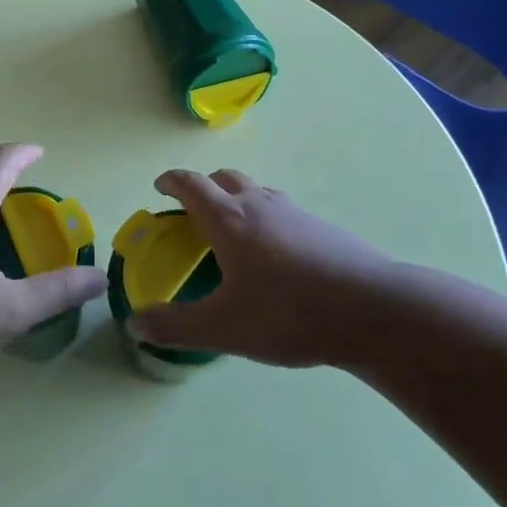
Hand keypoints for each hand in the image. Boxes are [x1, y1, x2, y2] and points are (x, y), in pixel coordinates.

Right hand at [128, 169, 393, 367]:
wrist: (372, 310)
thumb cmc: (289, 313)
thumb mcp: (224, 328)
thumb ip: (175, 326)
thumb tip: (134, 324)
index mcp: (229, 219)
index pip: (191, 184)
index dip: (171, 182)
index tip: (159, 187)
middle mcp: (259, 204)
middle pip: (225, 178)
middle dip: (204, 187)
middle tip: (193, 212)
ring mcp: (294, 212)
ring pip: (256, 191)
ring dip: (237, 199)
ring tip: (234, 233)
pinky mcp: (322, 227)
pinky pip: (282, 210)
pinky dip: (265, 217)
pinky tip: (275, 256)